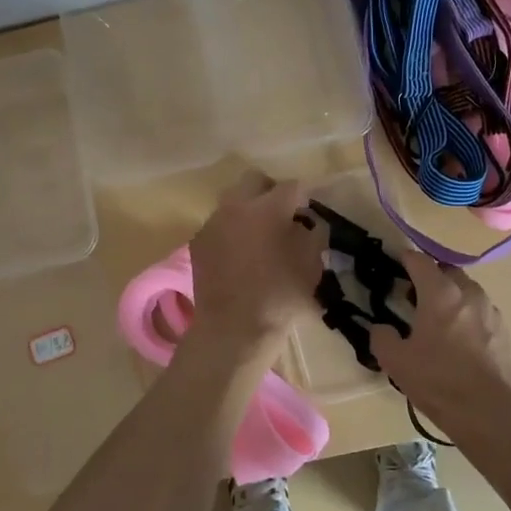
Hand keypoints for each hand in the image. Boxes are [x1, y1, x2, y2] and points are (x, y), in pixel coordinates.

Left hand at [187, 172, 322, 349]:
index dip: (304, 196)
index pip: (292, 186)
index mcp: (268, 209)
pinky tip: (239, 253)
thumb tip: (307, 223)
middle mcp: (236, 206)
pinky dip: (231, 230)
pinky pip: (219, 224)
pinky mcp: (198, 241)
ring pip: (233, 200)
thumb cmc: (280, 299)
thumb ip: (312, 235)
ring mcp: (213, 222)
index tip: (308, 210)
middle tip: (282, 214)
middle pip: (254, 180)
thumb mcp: (311, 267)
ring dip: (248, 209)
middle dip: (271, 191)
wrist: (232, 330)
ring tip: (259, 234)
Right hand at [369, 250, 510, 434]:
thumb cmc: (437, 380)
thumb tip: (381, 328)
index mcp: (440, 293)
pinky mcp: (504, 331)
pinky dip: (467, 315)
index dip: (405, 259)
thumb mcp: (395, 360)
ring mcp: (491, 311)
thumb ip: (382, 337)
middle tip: (414, 296)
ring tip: (437, 319)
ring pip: (467, 291)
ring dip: (451, 295)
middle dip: (430, 277)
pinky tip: (459, 339)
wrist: (487, 412)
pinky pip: (481, 312)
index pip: (420, 261)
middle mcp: (469, 293)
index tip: (395, 263)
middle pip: (447, 271)